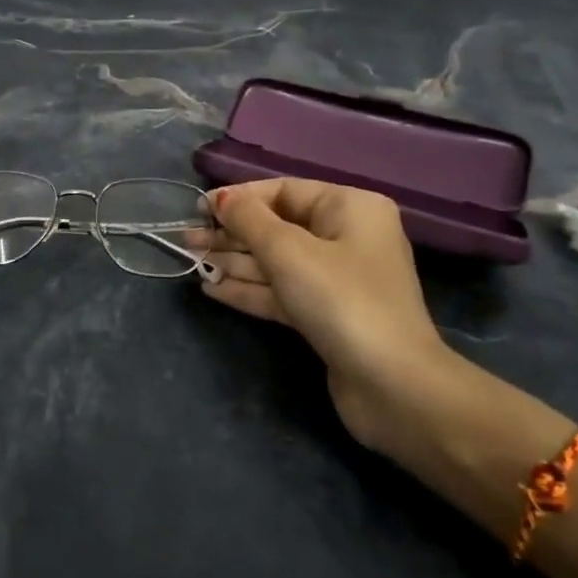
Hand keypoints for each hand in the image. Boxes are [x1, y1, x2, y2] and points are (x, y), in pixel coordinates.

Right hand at [195, 179, 461, 446]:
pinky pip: (281, 292)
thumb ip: (248, 219)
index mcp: (350, 208)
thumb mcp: (288, 251)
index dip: (239, 198)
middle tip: (185, 239)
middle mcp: (346, 238)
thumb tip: (221, 199)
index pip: (284, 191)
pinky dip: (248, 289)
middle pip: (277, 227)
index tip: (198, 210)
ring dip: (234, 261)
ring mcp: (337, 279)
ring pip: (275, 262)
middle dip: (231, 233)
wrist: (392, 386)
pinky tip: (211, 288)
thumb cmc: (340, 299)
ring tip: (189, 260)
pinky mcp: (326, 315)